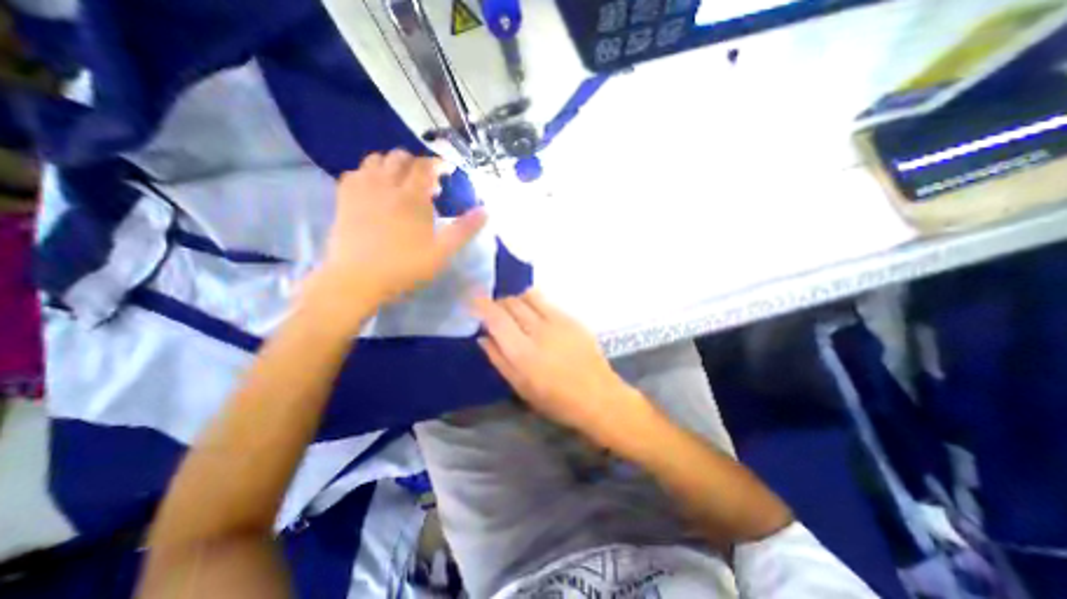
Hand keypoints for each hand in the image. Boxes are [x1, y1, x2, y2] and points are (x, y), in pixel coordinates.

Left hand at [303, 146, 485, 332]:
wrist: (357, 279)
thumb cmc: (405, 267)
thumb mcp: (442, 252)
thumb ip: (464, 230)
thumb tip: (485, 211)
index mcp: (411, 197)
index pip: (426, 167)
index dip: (439, 164)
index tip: (448, 171)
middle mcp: (385, 185)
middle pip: (400, 157)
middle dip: (417, 163)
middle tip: (427, 182)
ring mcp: (362, 190)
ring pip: (376, 160)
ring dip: (392, 165)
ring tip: (402, 183)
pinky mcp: (344, 198)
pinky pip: (356, 172)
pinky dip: (369, 173)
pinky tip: (376, 189)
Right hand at [472, 288, 649, 446]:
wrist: (598, 396)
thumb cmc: (556, 400)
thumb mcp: (521, 387)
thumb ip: (499, 359)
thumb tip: (483, 336)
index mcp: (523, 352)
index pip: (496, 318)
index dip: (482, 305)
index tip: (474, 299)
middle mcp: (538, 330)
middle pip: (512, 302)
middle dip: (498, 302)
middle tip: (495, 311)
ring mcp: (558, 321)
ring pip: (529, 296)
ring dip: (516, 298)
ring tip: (514, 309)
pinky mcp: (571, 318)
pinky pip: (546, 301)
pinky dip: (533, 302)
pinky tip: (535, 314)